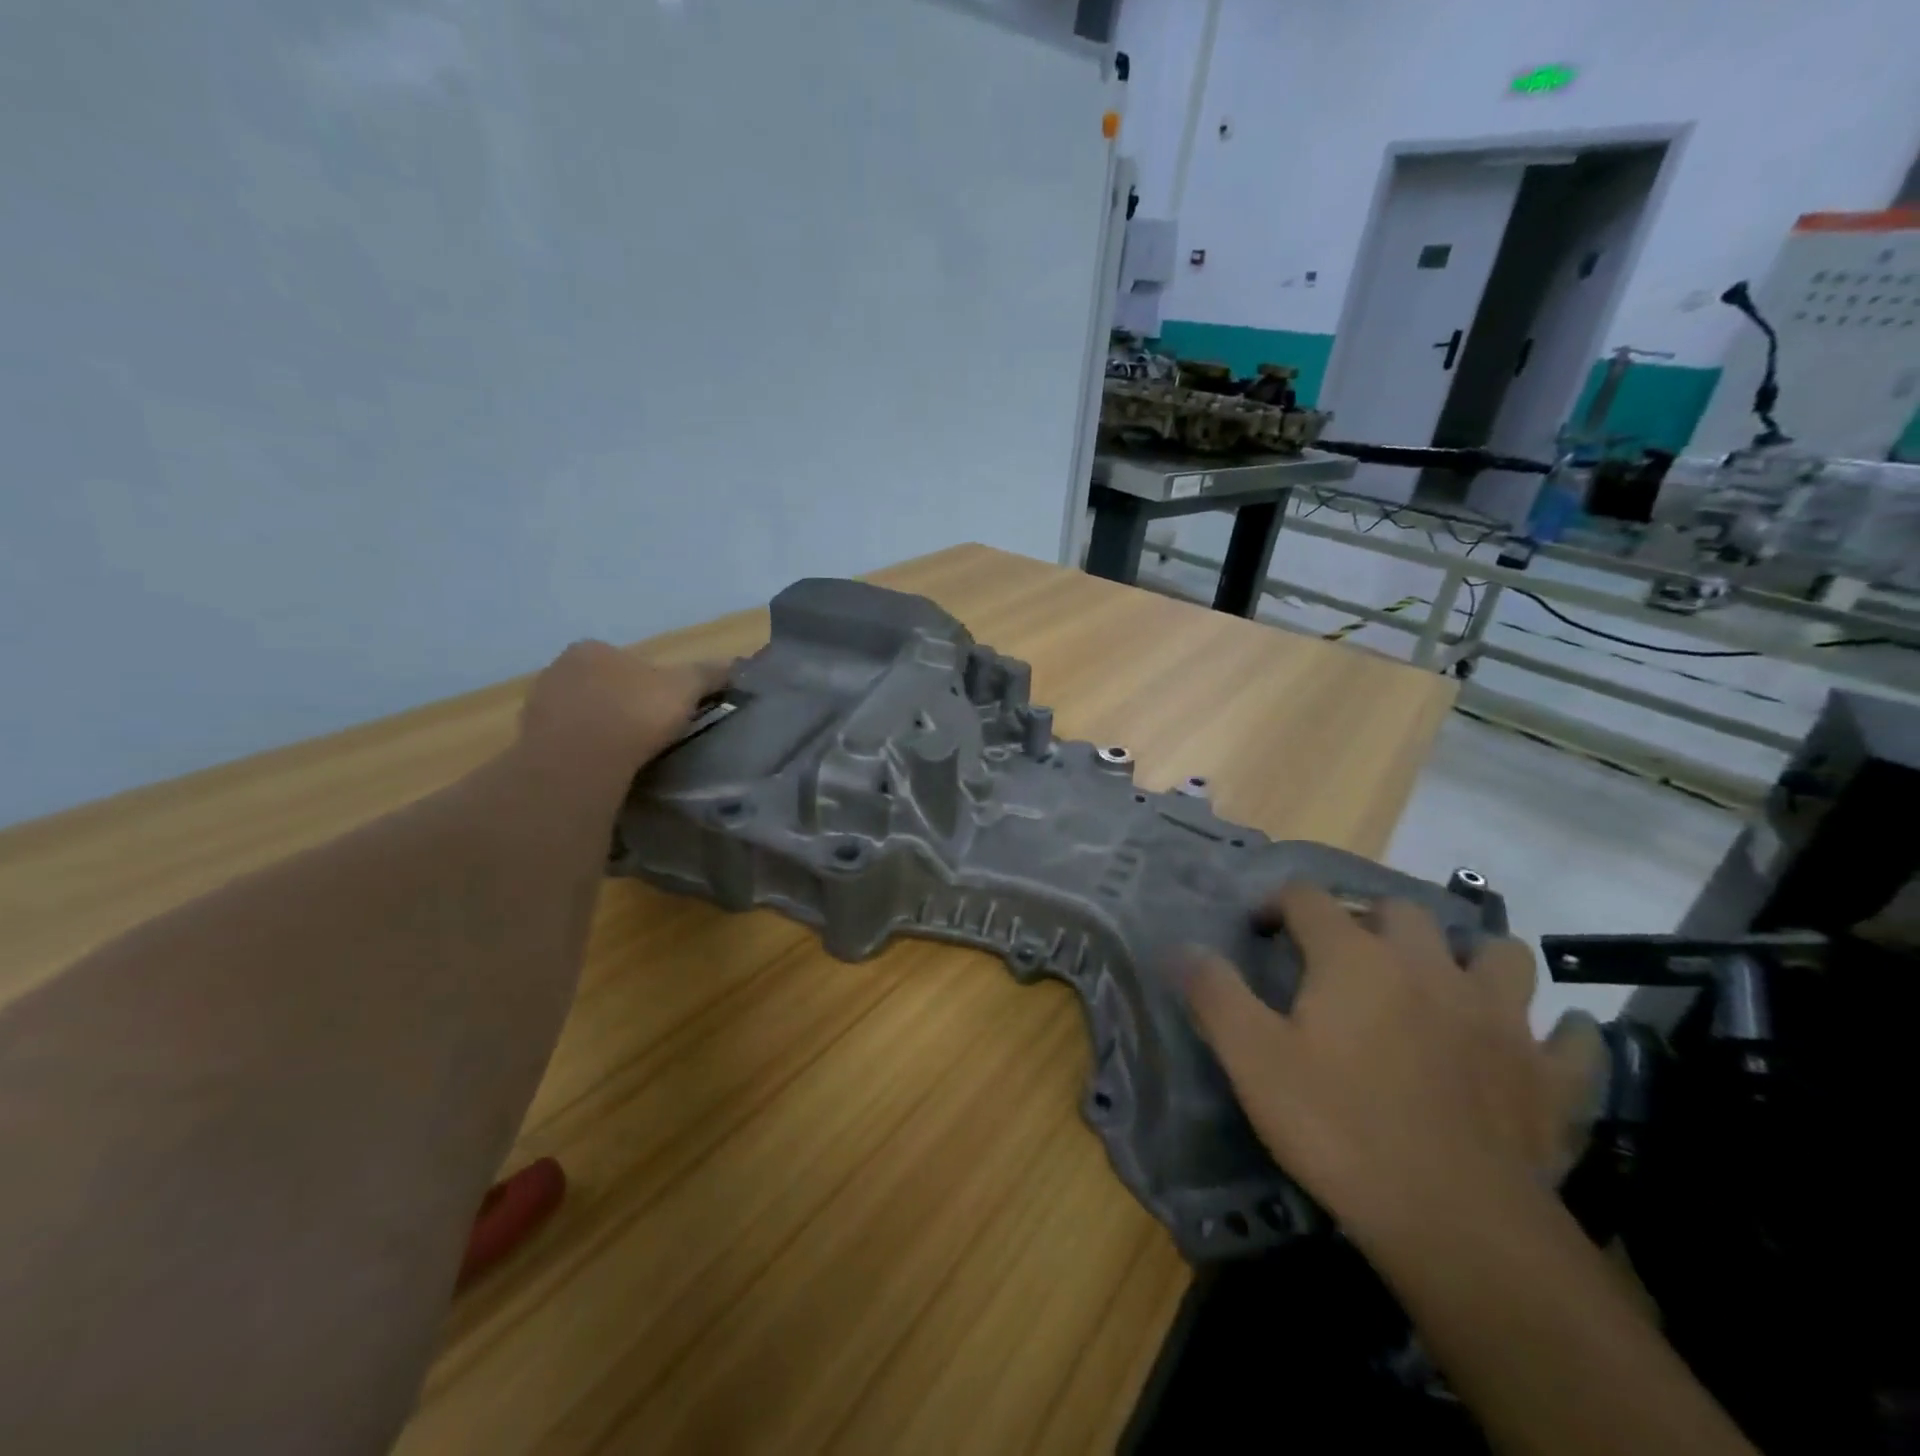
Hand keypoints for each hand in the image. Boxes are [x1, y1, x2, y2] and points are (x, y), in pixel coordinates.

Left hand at [519, 641, 728, 777]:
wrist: (580, 762)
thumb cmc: (634, 714)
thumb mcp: (684, 688)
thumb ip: (708, 674)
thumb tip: (735, 664)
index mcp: (591, 649)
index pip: (627, 661)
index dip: (651, 684)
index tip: (666, 709)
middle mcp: (557, 669)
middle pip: (601, 686)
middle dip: (622, 705)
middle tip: (649, 733)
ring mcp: (537, 707)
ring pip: (580, 715)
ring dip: (601, 730)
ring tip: (627, 755)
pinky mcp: (528, 742)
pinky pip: (565, 744)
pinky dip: (583, 752)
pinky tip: (603, 768)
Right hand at [1179, 884, 1602, 1240]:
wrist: (1454, 1223)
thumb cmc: (1338, 1127)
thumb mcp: (1252, 1059)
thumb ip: (1214, 993)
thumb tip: (1181, 947)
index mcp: (1354, 958)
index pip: (1309, 898)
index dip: (1280, 903)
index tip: (1262, 929)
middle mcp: (1428, 967)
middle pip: (1400, 910)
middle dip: (1367, 919)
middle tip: (1343, 956)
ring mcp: (1498, 1017)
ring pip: (1499, 954)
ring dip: (1470, 958)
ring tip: (1442, 985)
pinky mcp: (1549, 1075)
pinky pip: (1570, 1039)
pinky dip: (1553, 1035)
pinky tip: (1533, 1046)